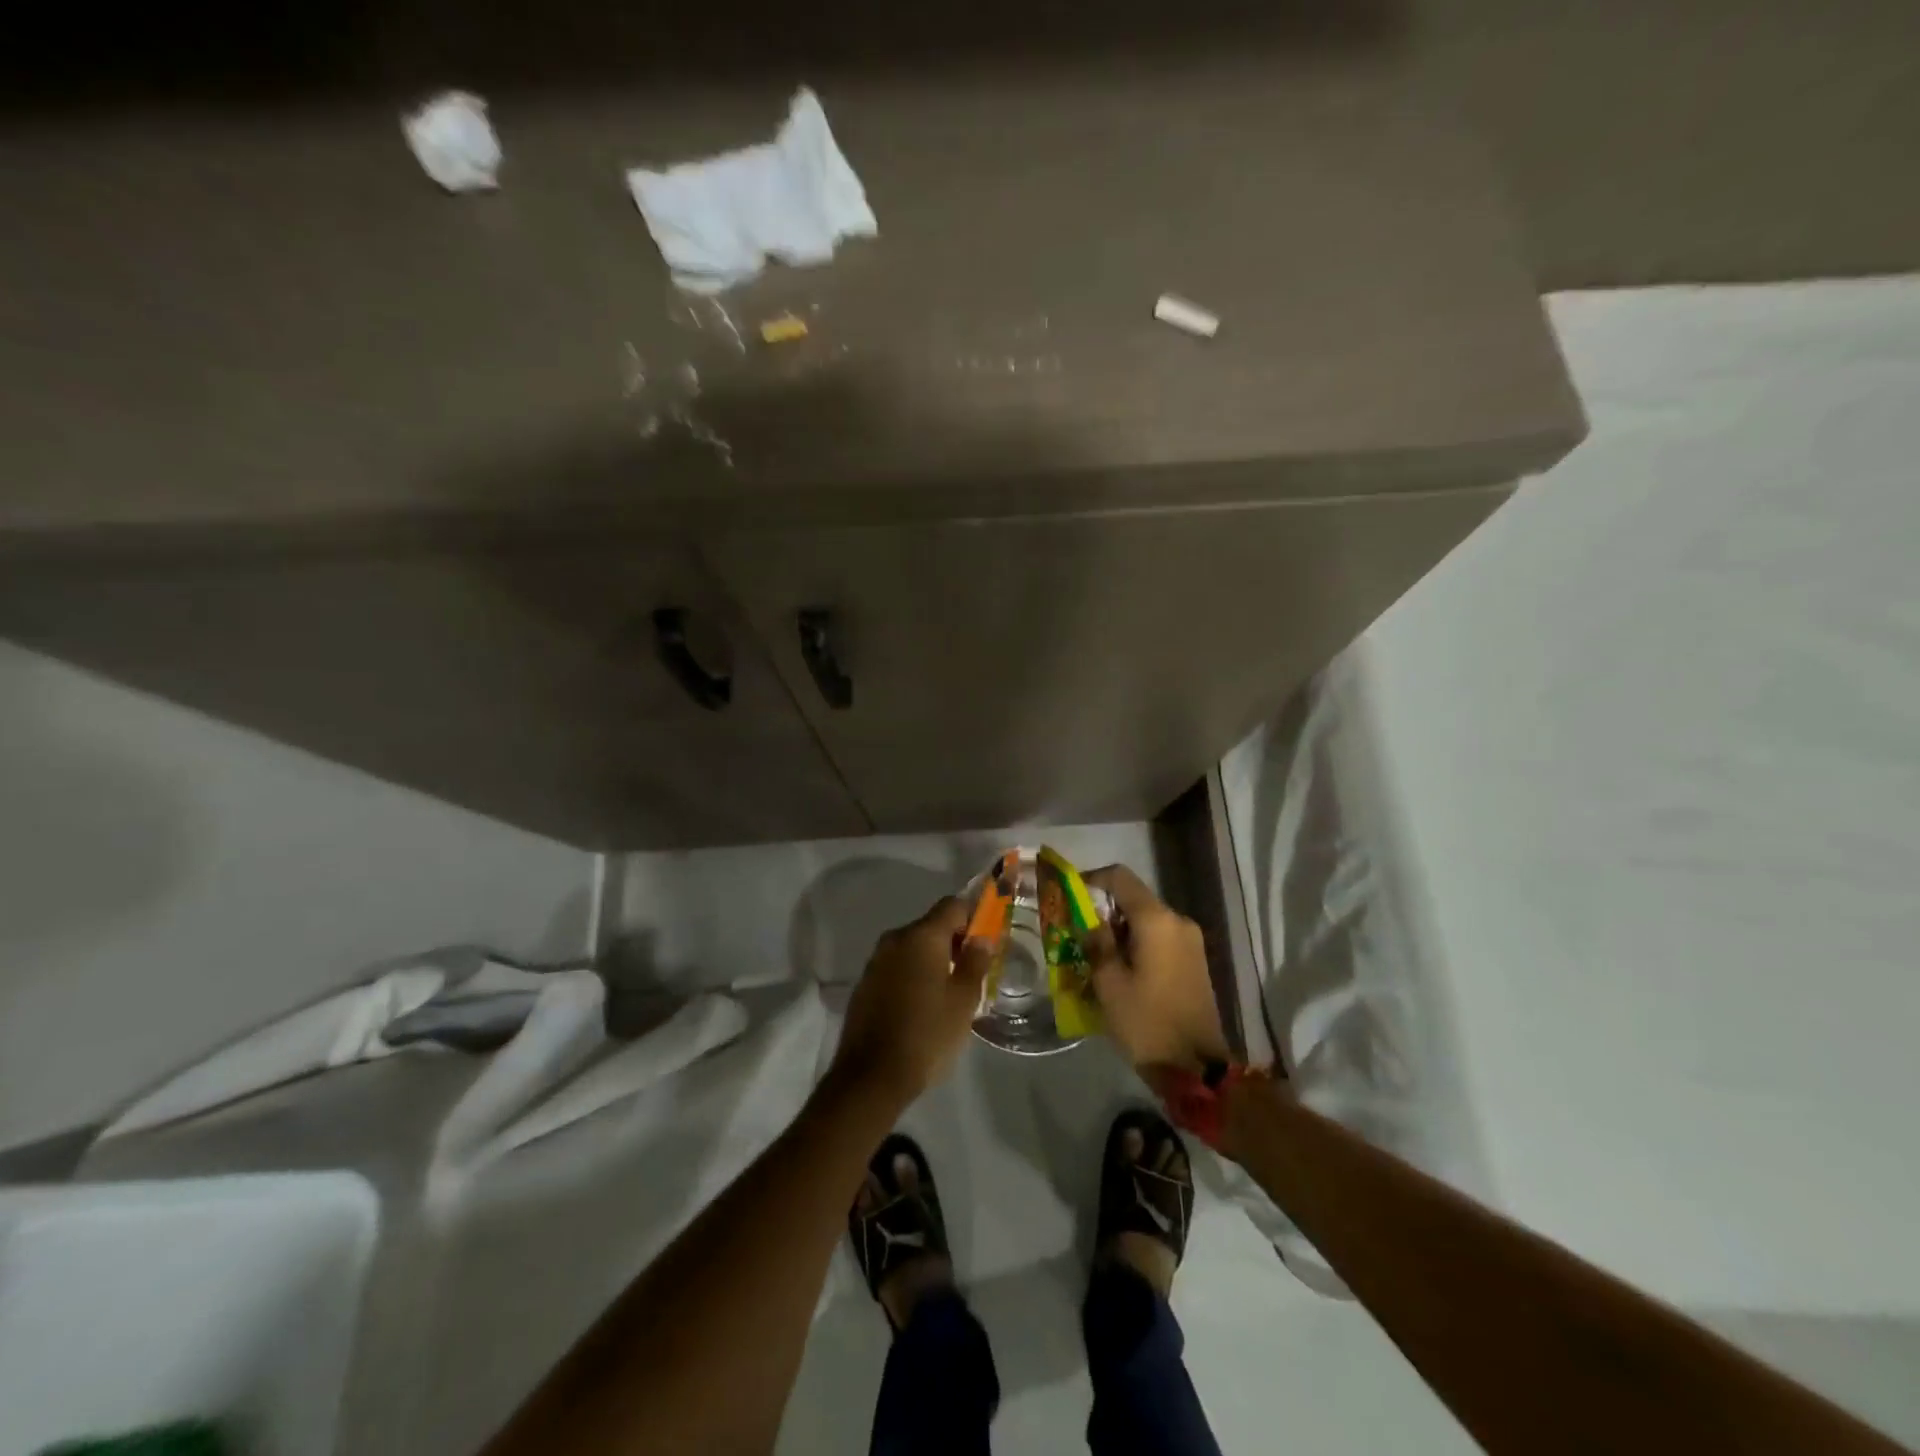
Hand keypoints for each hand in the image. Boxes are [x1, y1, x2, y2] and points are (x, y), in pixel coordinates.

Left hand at [831, 897, 991, 1107]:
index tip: (988, 938)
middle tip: (974, 970)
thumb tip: (983, 938)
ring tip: (951, 991)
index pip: (953, 905)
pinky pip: (897, 966)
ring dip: (933, 959)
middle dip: (955, 940)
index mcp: (922, 936)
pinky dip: (914, 974)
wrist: (871, 1076)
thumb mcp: (964, 1000)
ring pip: (913, 947)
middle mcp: (895, 939)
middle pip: (932, 925)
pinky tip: (924, 1004)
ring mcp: (876, 961)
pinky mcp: (865, 983)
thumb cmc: (927, 1034)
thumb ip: (975, 962)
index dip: (974, 915)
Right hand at [1083, 865, 1230, 1073]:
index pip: (1120, 877)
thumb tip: (1087, 920)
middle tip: (1076, 932)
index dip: (1091, 880)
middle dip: (1103, 910)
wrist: (1197, 1069)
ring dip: (1119, 930)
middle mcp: (1177, 921)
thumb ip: (1096, 942)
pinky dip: (1137, 944)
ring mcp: (1190, 941)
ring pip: (1146, 920)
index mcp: (1156, 920)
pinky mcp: (1195, 961)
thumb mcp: (1109, 983)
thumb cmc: (1147, 1022)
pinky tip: (1120, 969)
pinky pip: (1159, 938)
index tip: (1069, 897)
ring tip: (1094, 955)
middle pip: (1134, 899)